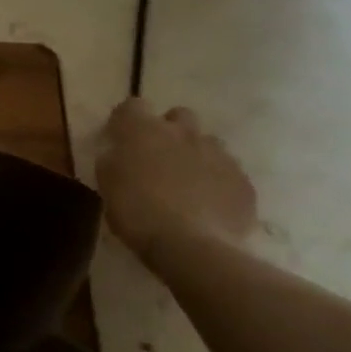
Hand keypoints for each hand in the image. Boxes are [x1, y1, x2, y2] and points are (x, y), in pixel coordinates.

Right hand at [95, 99, 256, 257]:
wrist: (192, 246)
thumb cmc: (136, 212)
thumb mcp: (107, 184)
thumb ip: (113, 160)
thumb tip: (119, 152)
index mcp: (143, 130)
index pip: (133, 105)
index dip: (126, 120)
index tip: (121, 138)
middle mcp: (183, 132)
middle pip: (178, 115)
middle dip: (169, 130)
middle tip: (158, 157)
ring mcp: (218, 155)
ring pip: (207, 143)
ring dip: (195, 154)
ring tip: (187, 183)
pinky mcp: (243, 180)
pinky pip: (228, 172)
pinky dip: (217, 181)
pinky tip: (208, 204)